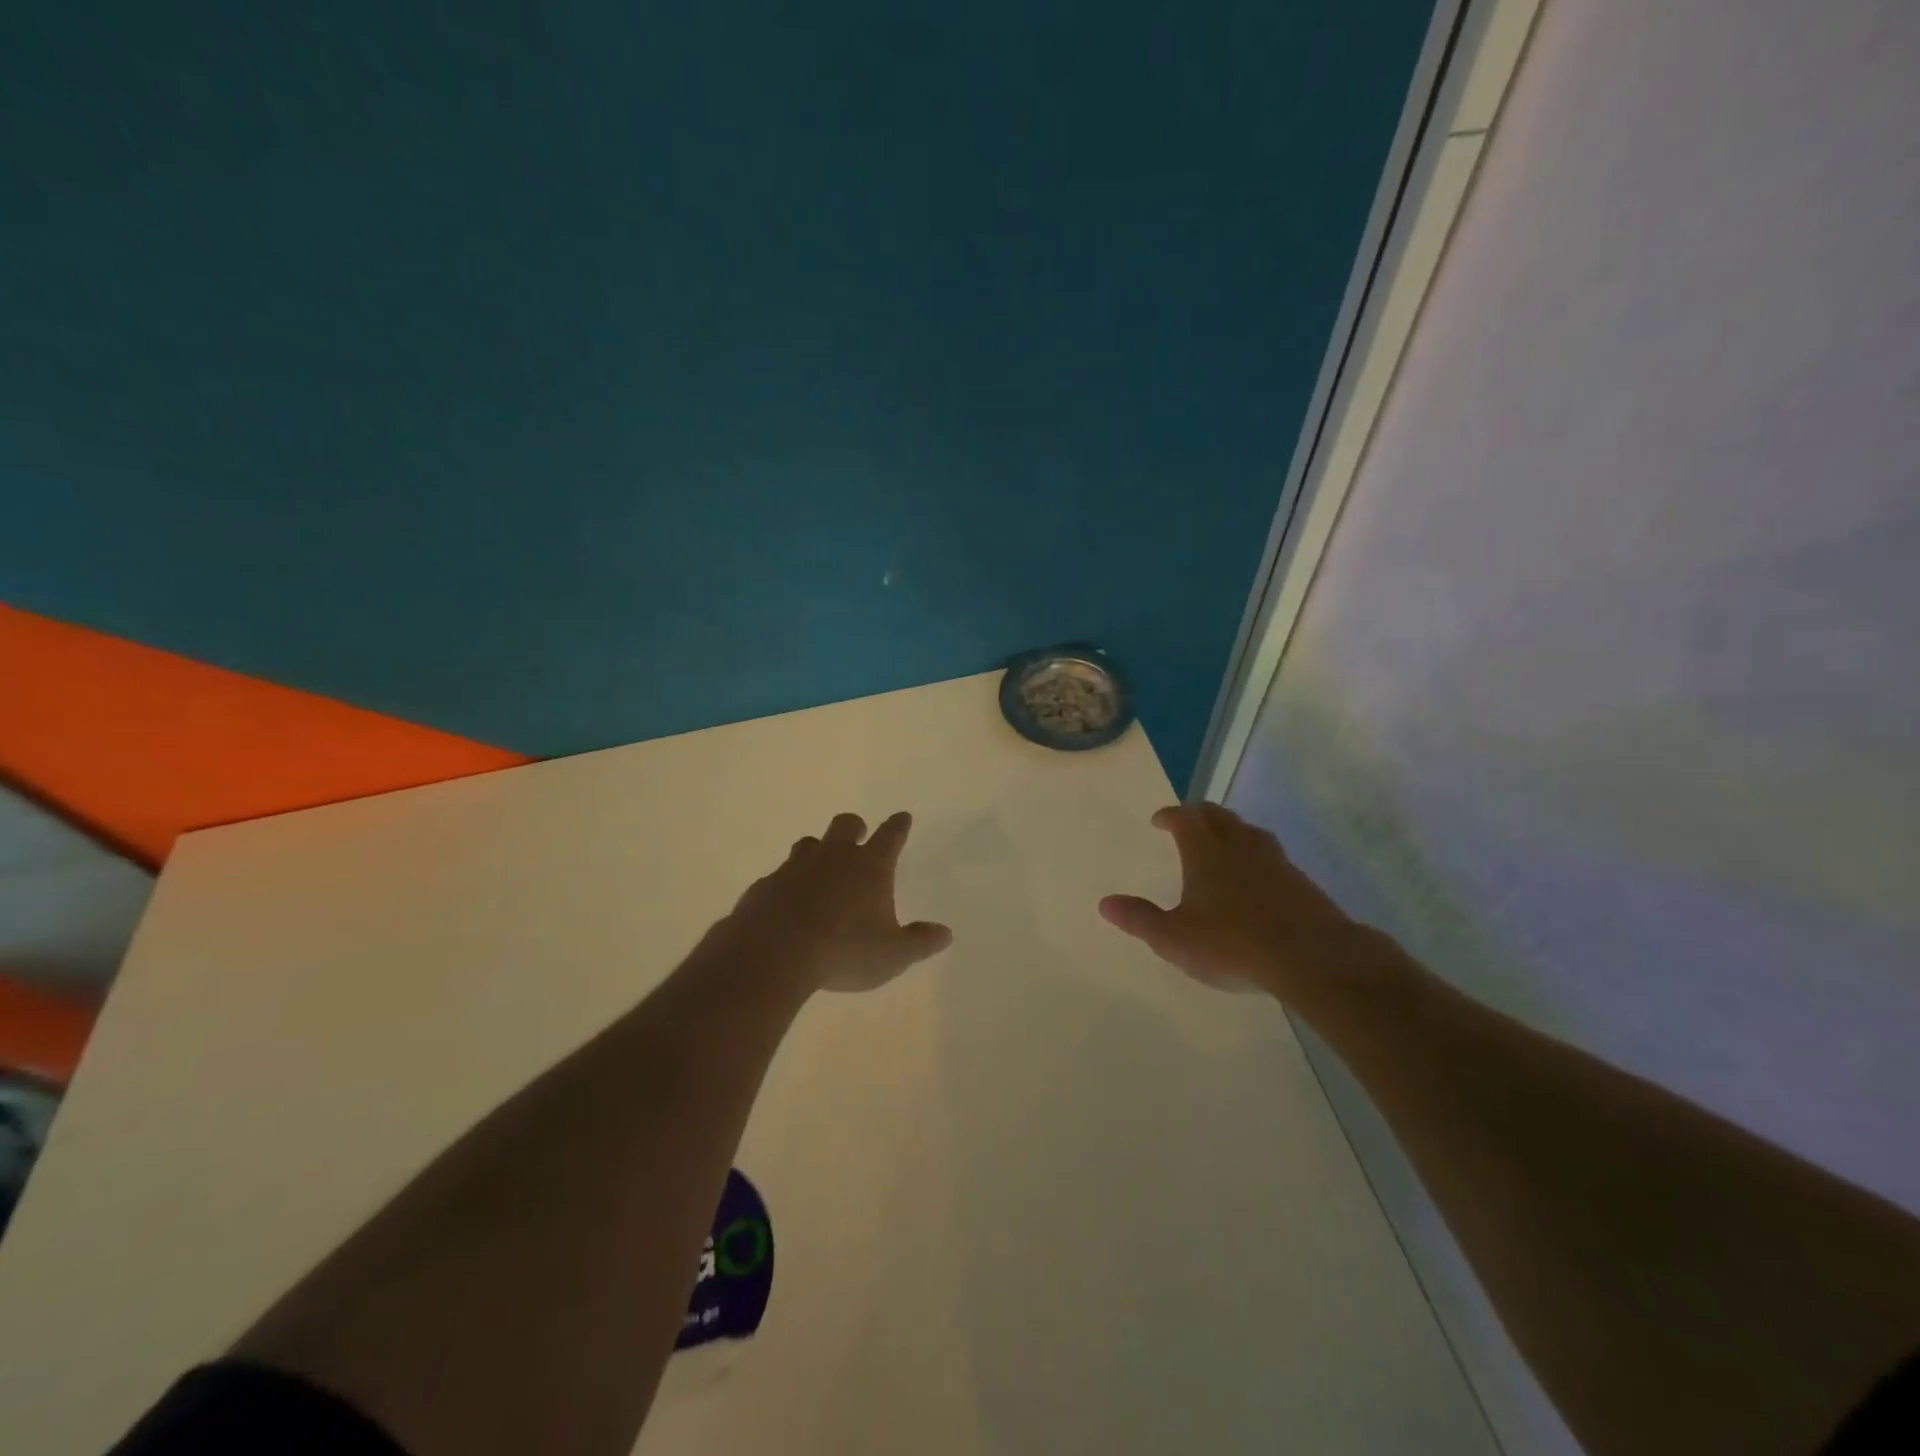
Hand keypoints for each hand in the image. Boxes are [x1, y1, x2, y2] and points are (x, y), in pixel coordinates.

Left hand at [713, 811, 953, 993]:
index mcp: (870, 867)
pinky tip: (787, 901)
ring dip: (817, 850)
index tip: (903, 817)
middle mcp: (834, 857)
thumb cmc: (844, 950)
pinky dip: (787, 882)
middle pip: (846, 825)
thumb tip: (946, 933)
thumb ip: (920, 942)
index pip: (890, 836)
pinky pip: (779, 875)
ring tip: (820, 864)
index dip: (898, 826)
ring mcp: (796, 868)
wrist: (774, 952)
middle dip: (855, 827)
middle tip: (859, 833)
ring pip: (809, 844)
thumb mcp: (892, 954)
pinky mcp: (766, 886)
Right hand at [1099, 803, 1356, 994]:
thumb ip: (1139, 919)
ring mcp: (1275, 861)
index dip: (1170, 815)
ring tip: (1223, 843)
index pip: (1185, 818)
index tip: (1160, 820)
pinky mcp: (1300, 881)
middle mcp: (1240, 846)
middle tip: (1188, 822)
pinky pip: (1272, 856)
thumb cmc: (1232, 943)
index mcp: (1205, 852)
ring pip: (1249, 831)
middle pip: (1219, 816)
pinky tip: (1257, 876)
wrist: (1311, 957)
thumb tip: (1104, 903)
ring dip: (1232, 830)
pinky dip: (1256, 856)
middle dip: (1200, 815)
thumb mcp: (1174, 939)